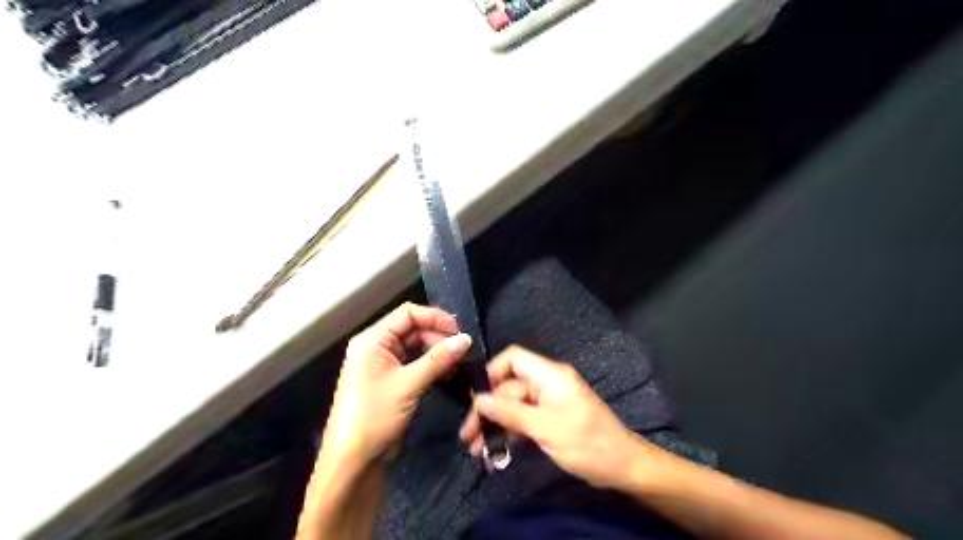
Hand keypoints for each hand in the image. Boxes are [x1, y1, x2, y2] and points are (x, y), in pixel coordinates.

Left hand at [324, 303, 472, 467]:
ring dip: (438, 353)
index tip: (459, 332)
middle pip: (414, 329)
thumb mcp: (408, 384)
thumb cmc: (375, 416)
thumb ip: (438, 359)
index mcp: (372, 340)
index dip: (435, 318)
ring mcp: (384, 365)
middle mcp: (377, 347)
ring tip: (460, 364)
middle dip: (439, 337)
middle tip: (462, 352)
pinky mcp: (392, 381)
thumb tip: (466, 339)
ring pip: (417, 347)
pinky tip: (450, 374)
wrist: (354, 461)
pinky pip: (415, 364)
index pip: (408, 314)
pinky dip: (432, 366)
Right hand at [460, 346, 653, 487]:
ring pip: (513, 406)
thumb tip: (478, 400)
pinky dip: (510, 433)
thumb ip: (509, 412)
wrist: (622, 466)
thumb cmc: (586, 442)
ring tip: (476, 449)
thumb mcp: (544, 427)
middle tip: (468, 436)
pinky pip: (524, 420)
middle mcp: (547, 383)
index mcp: (549, 375)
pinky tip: (495, 452)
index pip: (513, 358)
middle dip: (487, 410)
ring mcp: (548, 402)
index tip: (475, 397)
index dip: (492, 372)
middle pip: (509, 388)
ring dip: (495, 425)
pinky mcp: (550, 419)